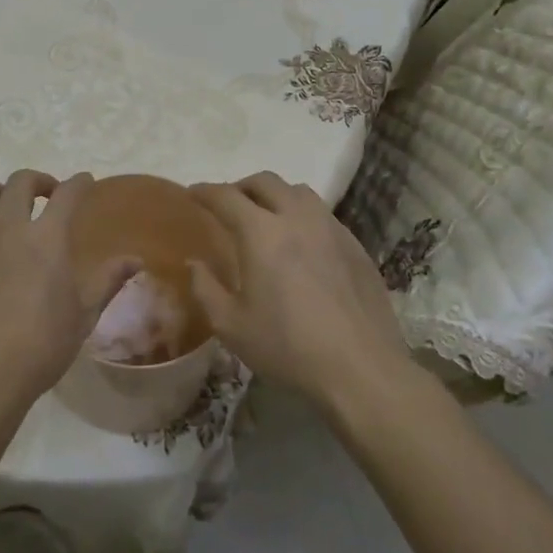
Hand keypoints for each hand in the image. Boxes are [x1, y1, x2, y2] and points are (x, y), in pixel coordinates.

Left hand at [0, 170, 140, 420]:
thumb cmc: (38, 349)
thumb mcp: (82, 317)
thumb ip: (107, 281)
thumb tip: (135, 259)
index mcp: (46, 237)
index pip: (67, 194)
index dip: (79, 183)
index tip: (84, 182)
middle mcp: (6, 225)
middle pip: (20, 181)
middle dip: (37, 181)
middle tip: (45, 195)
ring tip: (4, 209)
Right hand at [188, 172, 412, 407]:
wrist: (361, 369)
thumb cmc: (287, 347)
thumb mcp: (231, 326)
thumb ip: (205, 288)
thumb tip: (195, 263)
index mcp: (261, 233)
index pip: (226, 196)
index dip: (205, 191)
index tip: (192, 193)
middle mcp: (296, 218)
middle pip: (265, 182)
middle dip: (241, 186)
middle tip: (228, 204)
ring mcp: (331, 228)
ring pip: (299, 192)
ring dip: (275, 195)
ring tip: (266, 216)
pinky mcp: (355, 246)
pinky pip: (323, 214)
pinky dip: (302, 215)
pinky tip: (302, 242)